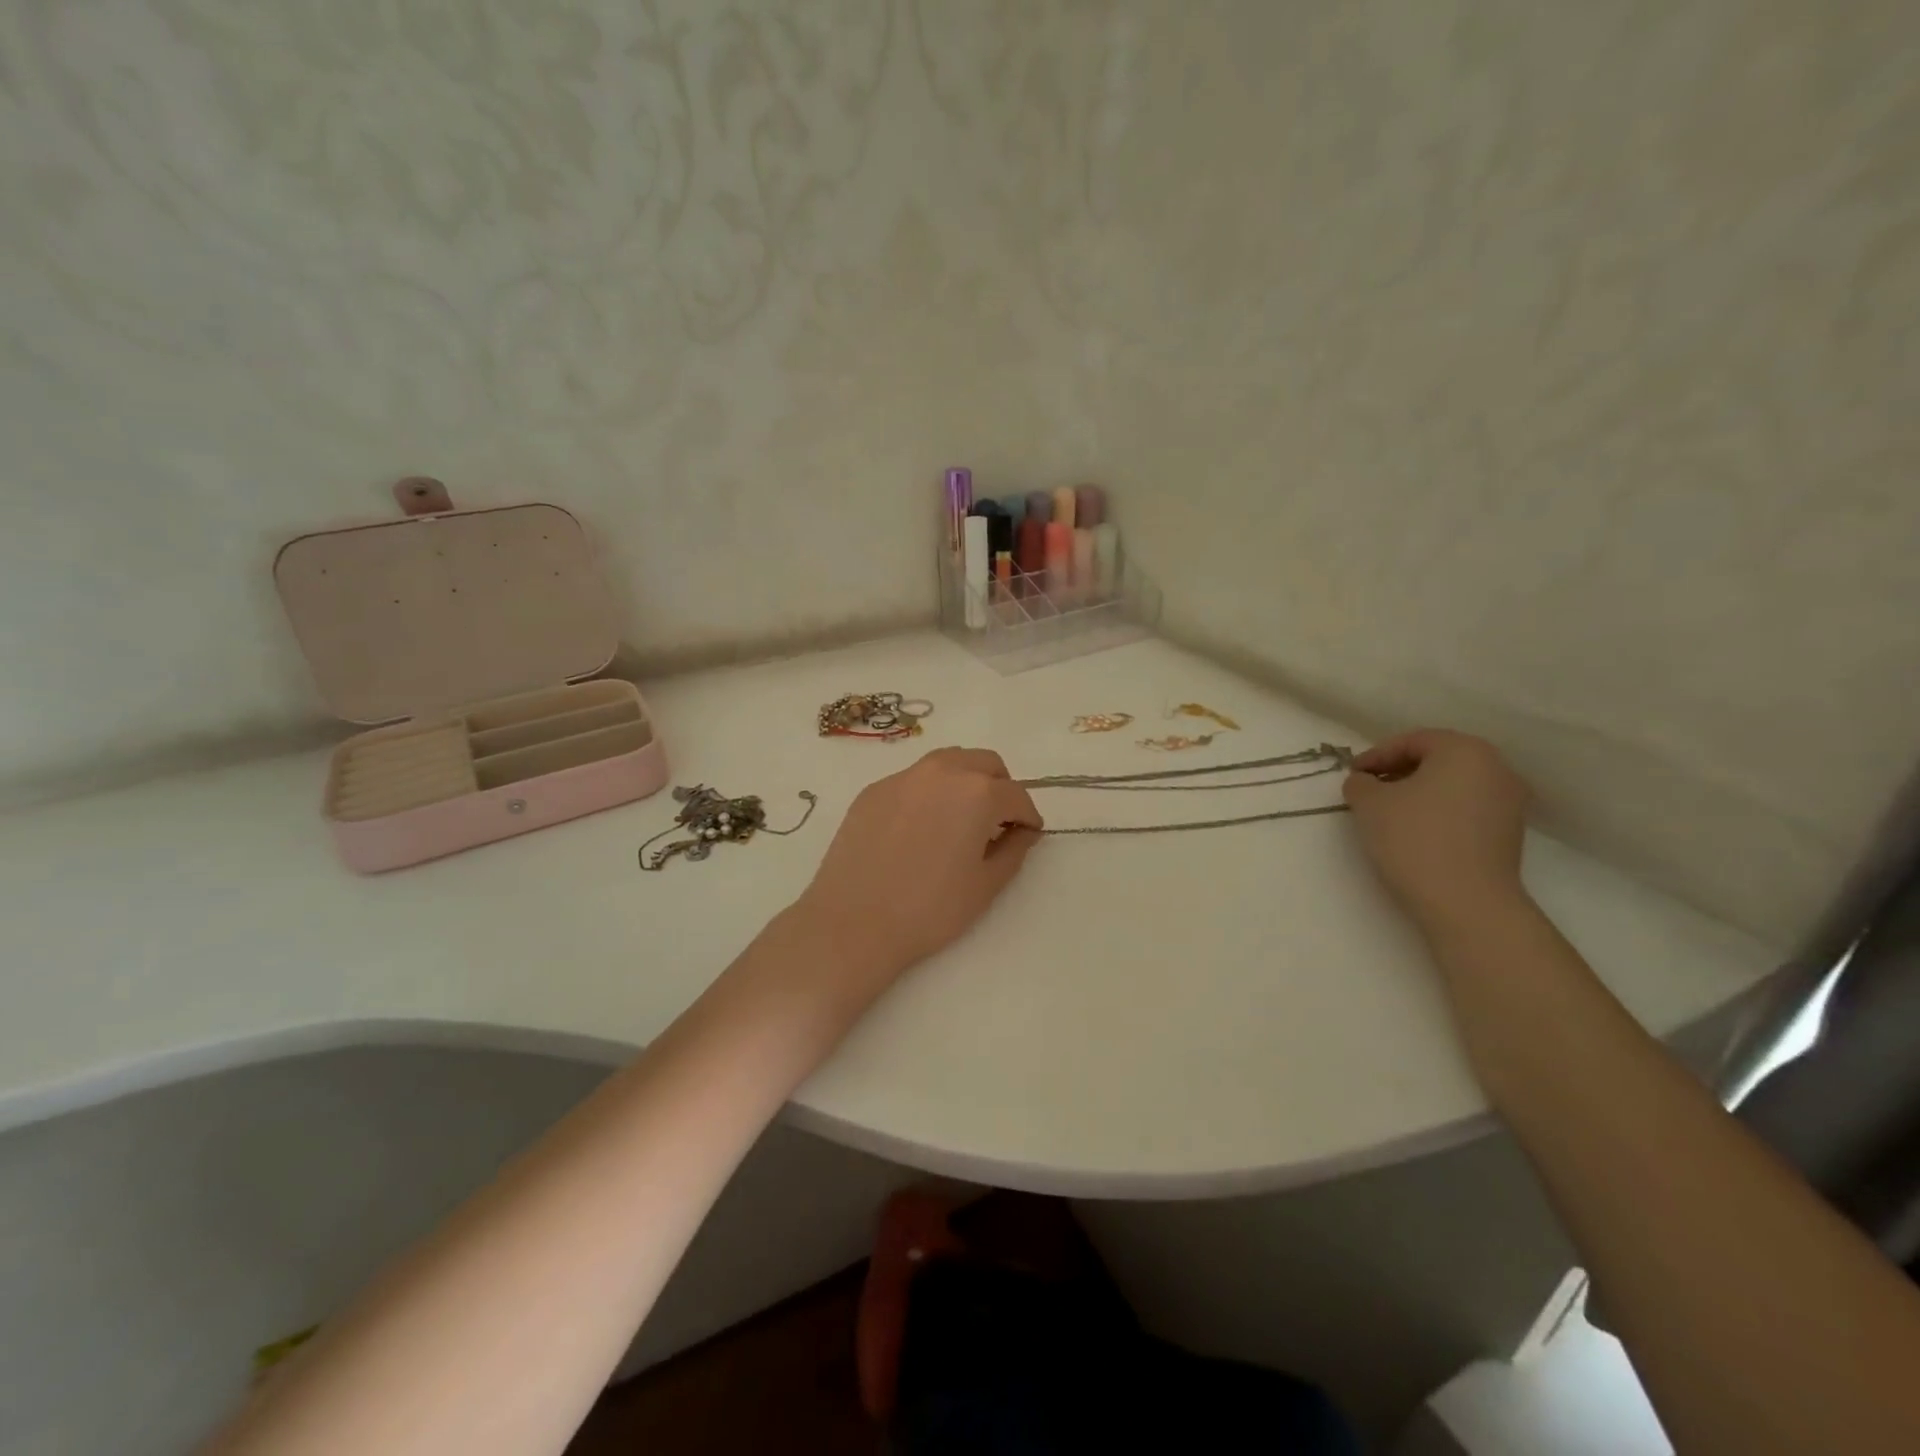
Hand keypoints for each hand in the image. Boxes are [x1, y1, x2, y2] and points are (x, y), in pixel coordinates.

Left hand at [790, 748, 1043, 1006]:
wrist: (852, 922)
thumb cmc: (929, 909)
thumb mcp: (986, 886)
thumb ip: (1014, 850)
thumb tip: (1023, 831)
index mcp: (977, 792)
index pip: (1017, 795)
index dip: (1028, 817)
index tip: (1027, 835)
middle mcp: (942, 771)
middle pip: (985, 763)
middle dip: (1000, 787)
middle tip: (997, 823)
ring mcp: (902, 777)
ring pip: (947, 762)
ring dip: (965, 781)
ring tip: (960, 819)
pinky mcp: (873, 790)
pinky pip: (913, 780)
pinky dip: (929, 793)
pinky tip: (919, 830)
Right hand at [1342, 730, 1530, 932]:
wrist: (1466, 903)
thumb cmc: (1414, 839)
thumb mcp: (1369, 803)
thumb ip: (1360, 783)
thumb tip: (1364, 782)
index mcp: (1465, 750)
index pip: (1412, 741)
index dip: (1376, 755)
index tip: (1352, 775)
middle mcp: (1496, 767)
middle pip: (1437, 759)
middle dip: (1398, 771)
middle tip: (1368, 790)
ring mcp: (1510, 801)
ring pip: (1453, 784)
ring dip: (1418, 792)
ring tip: (1388, 813)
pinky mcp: (1510, 832)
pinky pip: (1466, 807)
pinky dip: (1439, 811)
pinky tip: (1415, 831)